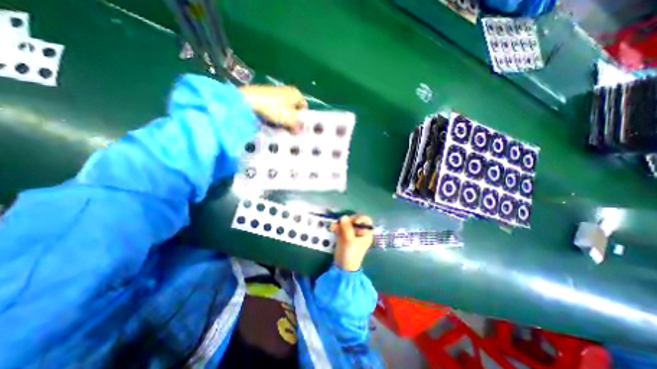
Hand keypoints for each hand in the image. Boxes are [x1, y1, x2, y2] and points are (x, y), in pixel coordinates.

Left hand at [240, 84, 308, 132]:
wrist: (249, 101)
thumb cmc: (275, 108)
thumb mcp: (290, 120)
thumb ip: (297, 126)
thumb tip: (299, 131)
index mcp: (295, 93)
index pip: (304, 106)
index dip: (303, 117)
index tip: (300, 126)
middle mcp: (286, 91)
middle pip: (293, 108)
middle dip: (293, 119)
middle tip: (291, 129)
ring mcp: (274, 93)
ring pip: (283, 109)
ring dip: (283, 118)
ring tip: (281, 128)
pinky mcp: (265, 97)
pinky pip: (274, 109)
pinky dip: (274, 115)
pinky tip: (271, 122)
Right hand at [332, 217, 371, 271]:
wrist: (343, 266)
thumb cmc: (350, 254)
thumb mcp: (349, 240)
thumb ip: (347, 228)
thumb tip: (343, 216)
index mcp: (366, 233)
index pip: (366, 220)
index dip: (359, 218)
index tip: (353, 222)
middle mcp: (360, 231)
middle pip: (354, 220)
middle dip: (347, 221)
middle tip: (341, 223)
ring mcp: (351, 232)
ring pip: (346, 223)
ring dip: (339, 223)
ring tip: (333, 227)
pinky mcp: (344, 234)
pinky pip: (341, 227)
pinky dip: (337, 227)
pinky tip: (332, 229)